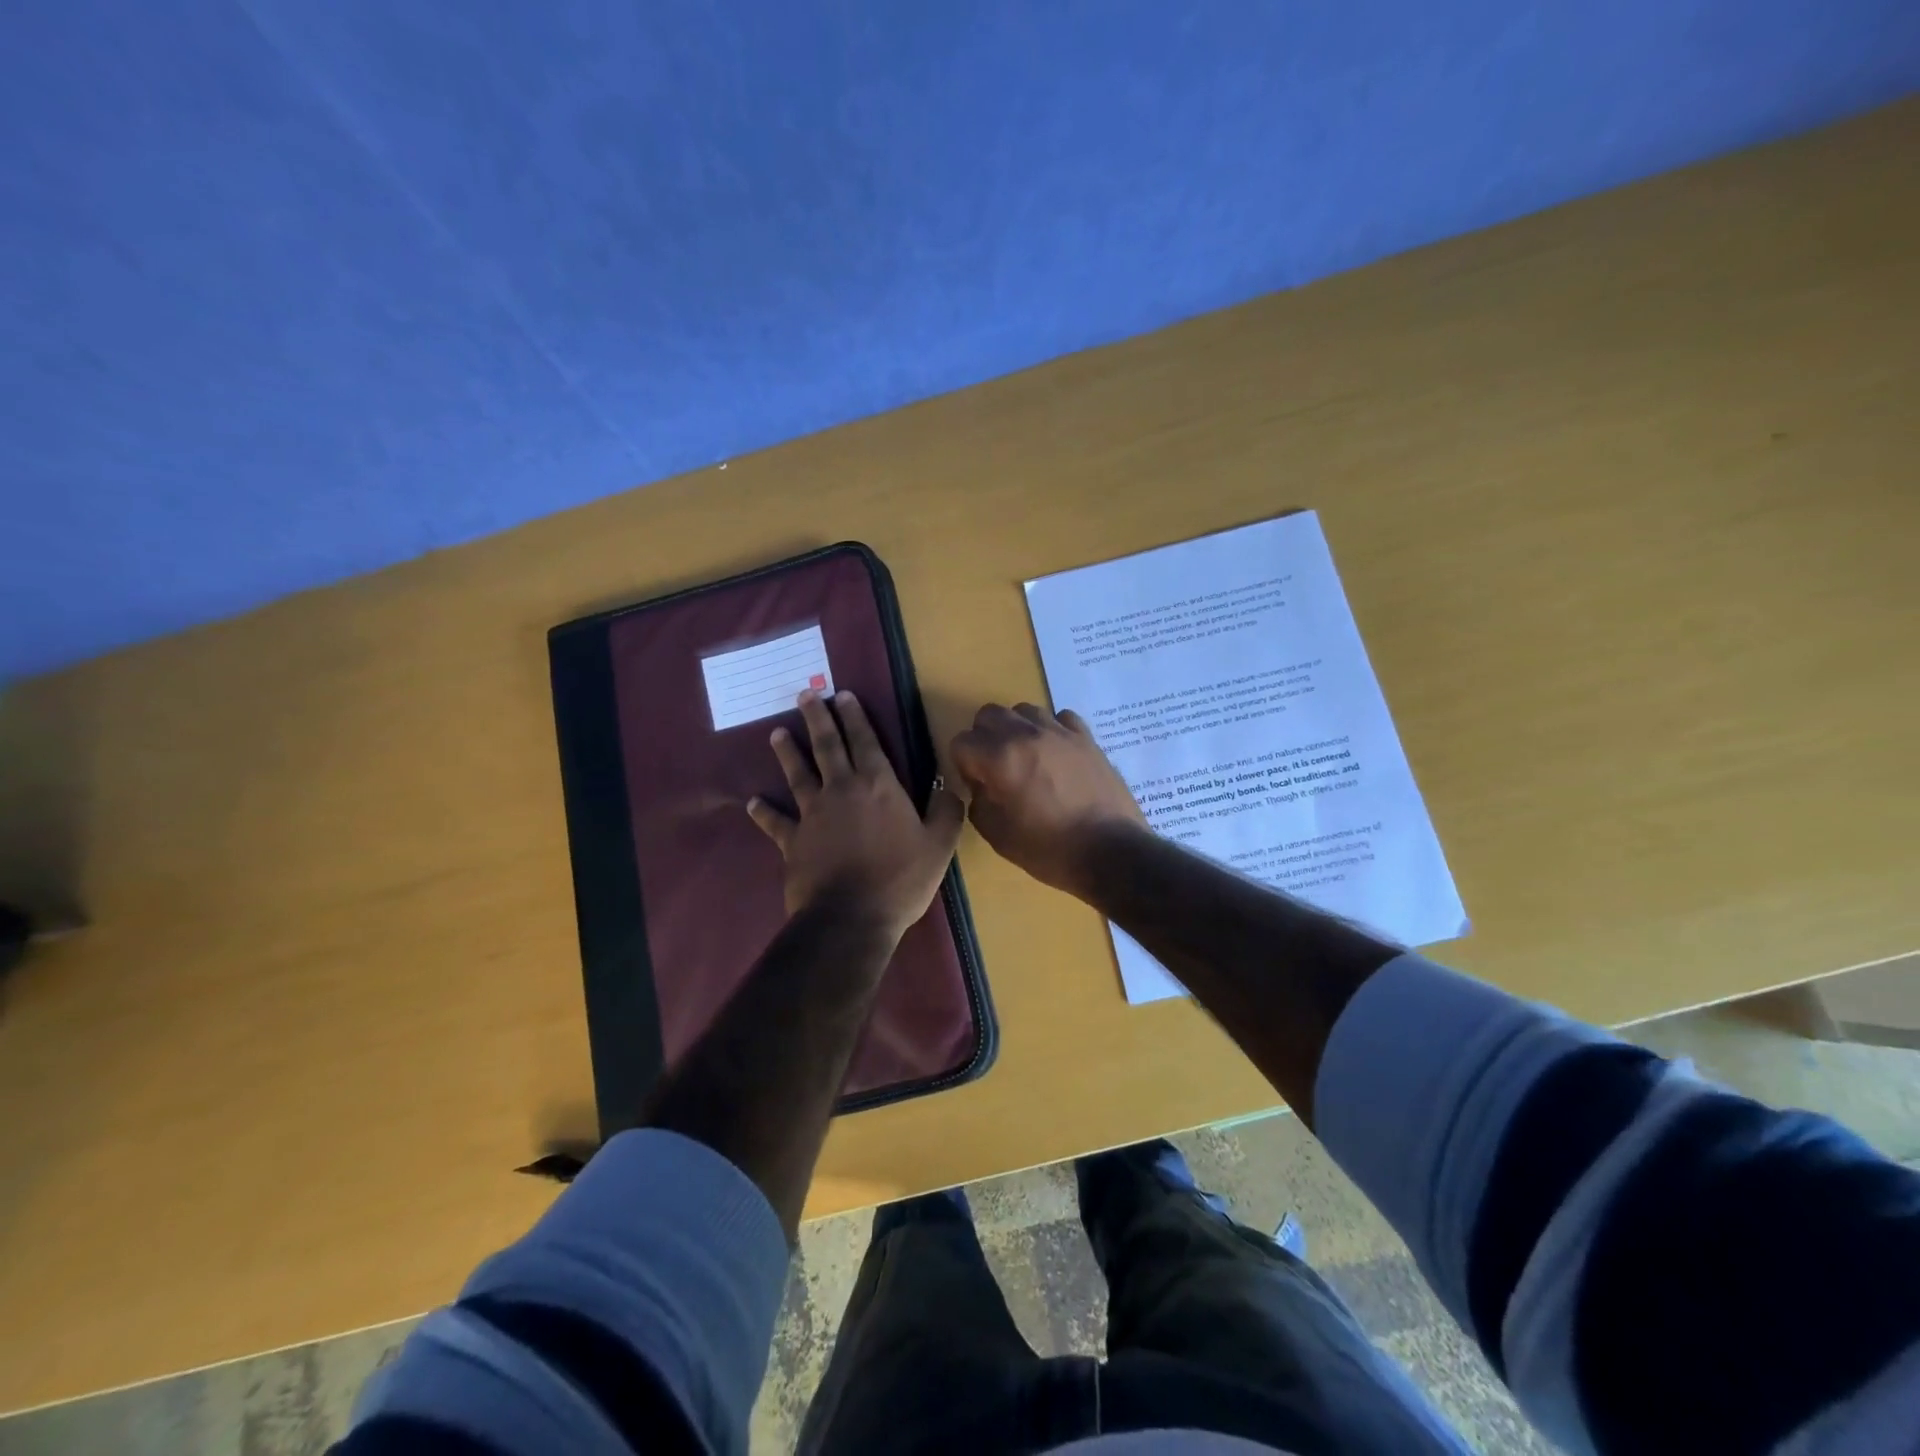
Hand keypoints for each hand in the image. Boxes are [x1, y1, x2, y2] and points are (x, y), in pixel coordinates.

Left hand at [748, 690, 965, 940]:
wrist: (851, 918)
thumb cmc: (900, 879)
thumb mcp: (939, 846)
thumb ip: (946, 812)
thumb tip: (948, 787)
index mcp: (878, 786)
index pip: (865, 741)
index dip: (854, 717)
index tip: (843, 695)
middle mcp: (841, 790)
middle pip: (827, 747)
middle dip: (817, 719)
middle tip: (806, 696)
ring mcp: (812, 814)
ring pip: (798, 775)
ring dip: (787, 752)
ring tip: (777, 733)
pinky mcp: (792, 841)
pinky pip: (775, 822)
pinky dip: (764, 812)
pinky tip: (753, 803)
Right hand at [949, 703, 1147, 897]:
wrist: (1111, 851)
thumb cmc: (1049, 850)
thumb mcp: (998, 836)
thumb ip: (979, 802)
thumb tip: (981, 785)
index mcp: (1000, 759)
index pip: (962, 742)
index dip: (963, 764)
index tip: (975, 783)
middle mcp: (1027, 735)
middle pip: (989, 714)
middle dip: (983, 738)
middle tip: (994, 766)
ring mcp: (1060, 732)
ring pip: (1024, 710)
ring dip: (1016, 729)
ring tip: (1025, 756)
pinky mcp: (1086, 737)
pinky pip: (1060, 717)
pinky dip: (1051, 729)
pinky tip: (1055, 753)